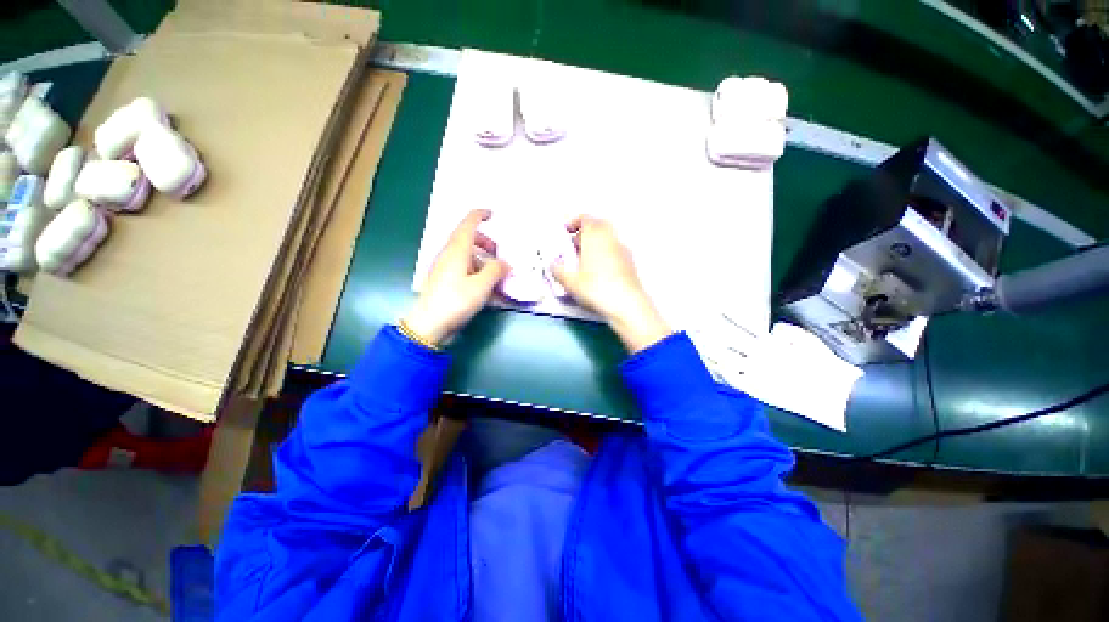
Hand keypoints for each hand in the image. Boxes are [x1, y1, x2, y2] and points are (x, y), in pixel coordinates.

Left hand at [403, 209, 508, 344]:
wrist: (429, 324)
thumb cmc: (456, 301)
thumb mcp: (481, 286)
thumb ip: (496, 270)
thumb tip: (504, 263)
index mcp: (457, 250)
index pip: (468, 224)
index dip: (480, 215)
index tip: (493, 214)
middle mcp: (449, 255)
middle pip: (468, 239)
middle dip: (486, 242)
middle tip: (499, 254)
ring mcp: (445, 268)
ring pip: (466, 255)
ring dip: (483, 259)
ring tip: (496, 275)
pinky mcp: (445, 281)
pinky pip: (463, 269)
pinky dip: (476, 271)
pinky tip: (485, 287)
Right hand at [551, 216, 670, 352]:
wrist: (626, 304)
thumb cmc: (595, 288)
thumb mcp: (570, 281)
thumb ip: (558, 270)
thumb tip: (552, 264)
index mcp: (595, 236)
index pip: (585, 218)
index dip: (573, 222)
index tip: (564, 233)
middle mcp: (611, 238)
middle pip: (598, 226)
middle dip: (584, 234)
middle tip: (573, 248)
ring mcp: (623, 250)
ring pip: (607, 240)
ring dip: (594, 245)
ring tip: (583, 262)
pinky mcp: (630, 263)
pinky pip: (614, 252)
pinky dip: (604, 255)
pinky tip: (598, 273)